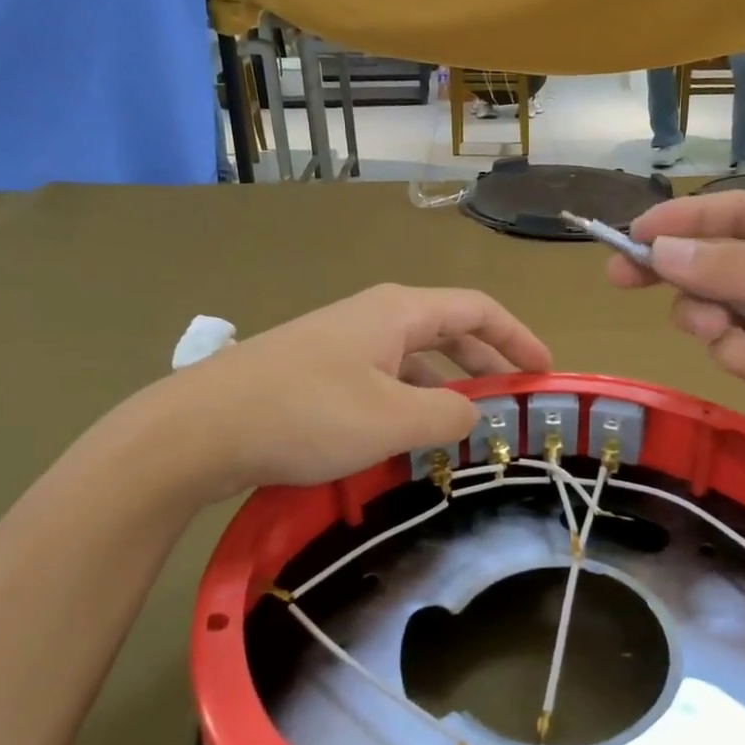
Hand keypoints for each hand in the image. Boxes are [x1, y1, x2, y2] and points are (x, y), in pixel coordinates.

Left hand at [160, 284, 551, 492]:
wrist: (200, 428)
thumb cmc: (307, 415)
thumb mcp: (393, 421)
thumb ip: (449, 416)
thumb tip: (474, 412)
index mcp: (399, 312)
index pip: (478, 310)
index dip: (518, 337)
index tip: (545, 371)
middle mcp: (373, 316)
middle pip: (448, 330)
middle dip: (487, 362)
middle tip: (514, 398)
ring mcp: (341, 342)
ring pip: (413, 358)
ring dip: (447, 386)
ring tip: (467, 425)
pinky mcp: (316, 370)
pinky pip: (382, 377)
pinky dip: (410, 399)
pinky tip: (408, 434)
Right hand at [607, 193, 744, 496]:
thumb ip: (736, 268)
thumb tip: (660, 252)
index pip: (734, 213)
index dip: (683, 219)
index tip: (634, 235)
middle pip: (710, 260)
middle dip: (674, 271)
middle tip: (622, 278)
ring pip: (710, 309)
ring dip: (717, 324)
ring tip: (741, 340)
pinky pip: (728, 350)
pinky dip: (744, 358)